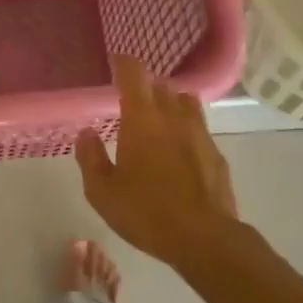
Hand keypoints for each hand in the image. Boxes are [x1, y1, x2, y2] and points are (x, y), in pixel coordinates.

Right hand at [74, 56, 238, 266]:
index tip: (115, 63)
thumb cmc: (146, 212)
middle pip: (161, 85)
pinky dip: (186, 129)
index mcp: (142, 119)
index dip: (124, 63)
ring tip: (158, 120)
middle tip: (131, 100)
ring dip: (170, 104)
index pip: (134, 73)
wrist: (204, 238)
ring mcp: (200, 134)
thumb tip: (86, 133)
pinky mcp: (216, 154)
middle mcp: (173, 116)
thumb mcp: (102, 191)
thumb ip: (90, 157)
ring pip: (185, 102)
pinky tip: (179, 151)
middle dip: (146, 87)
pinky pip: (199, 129)